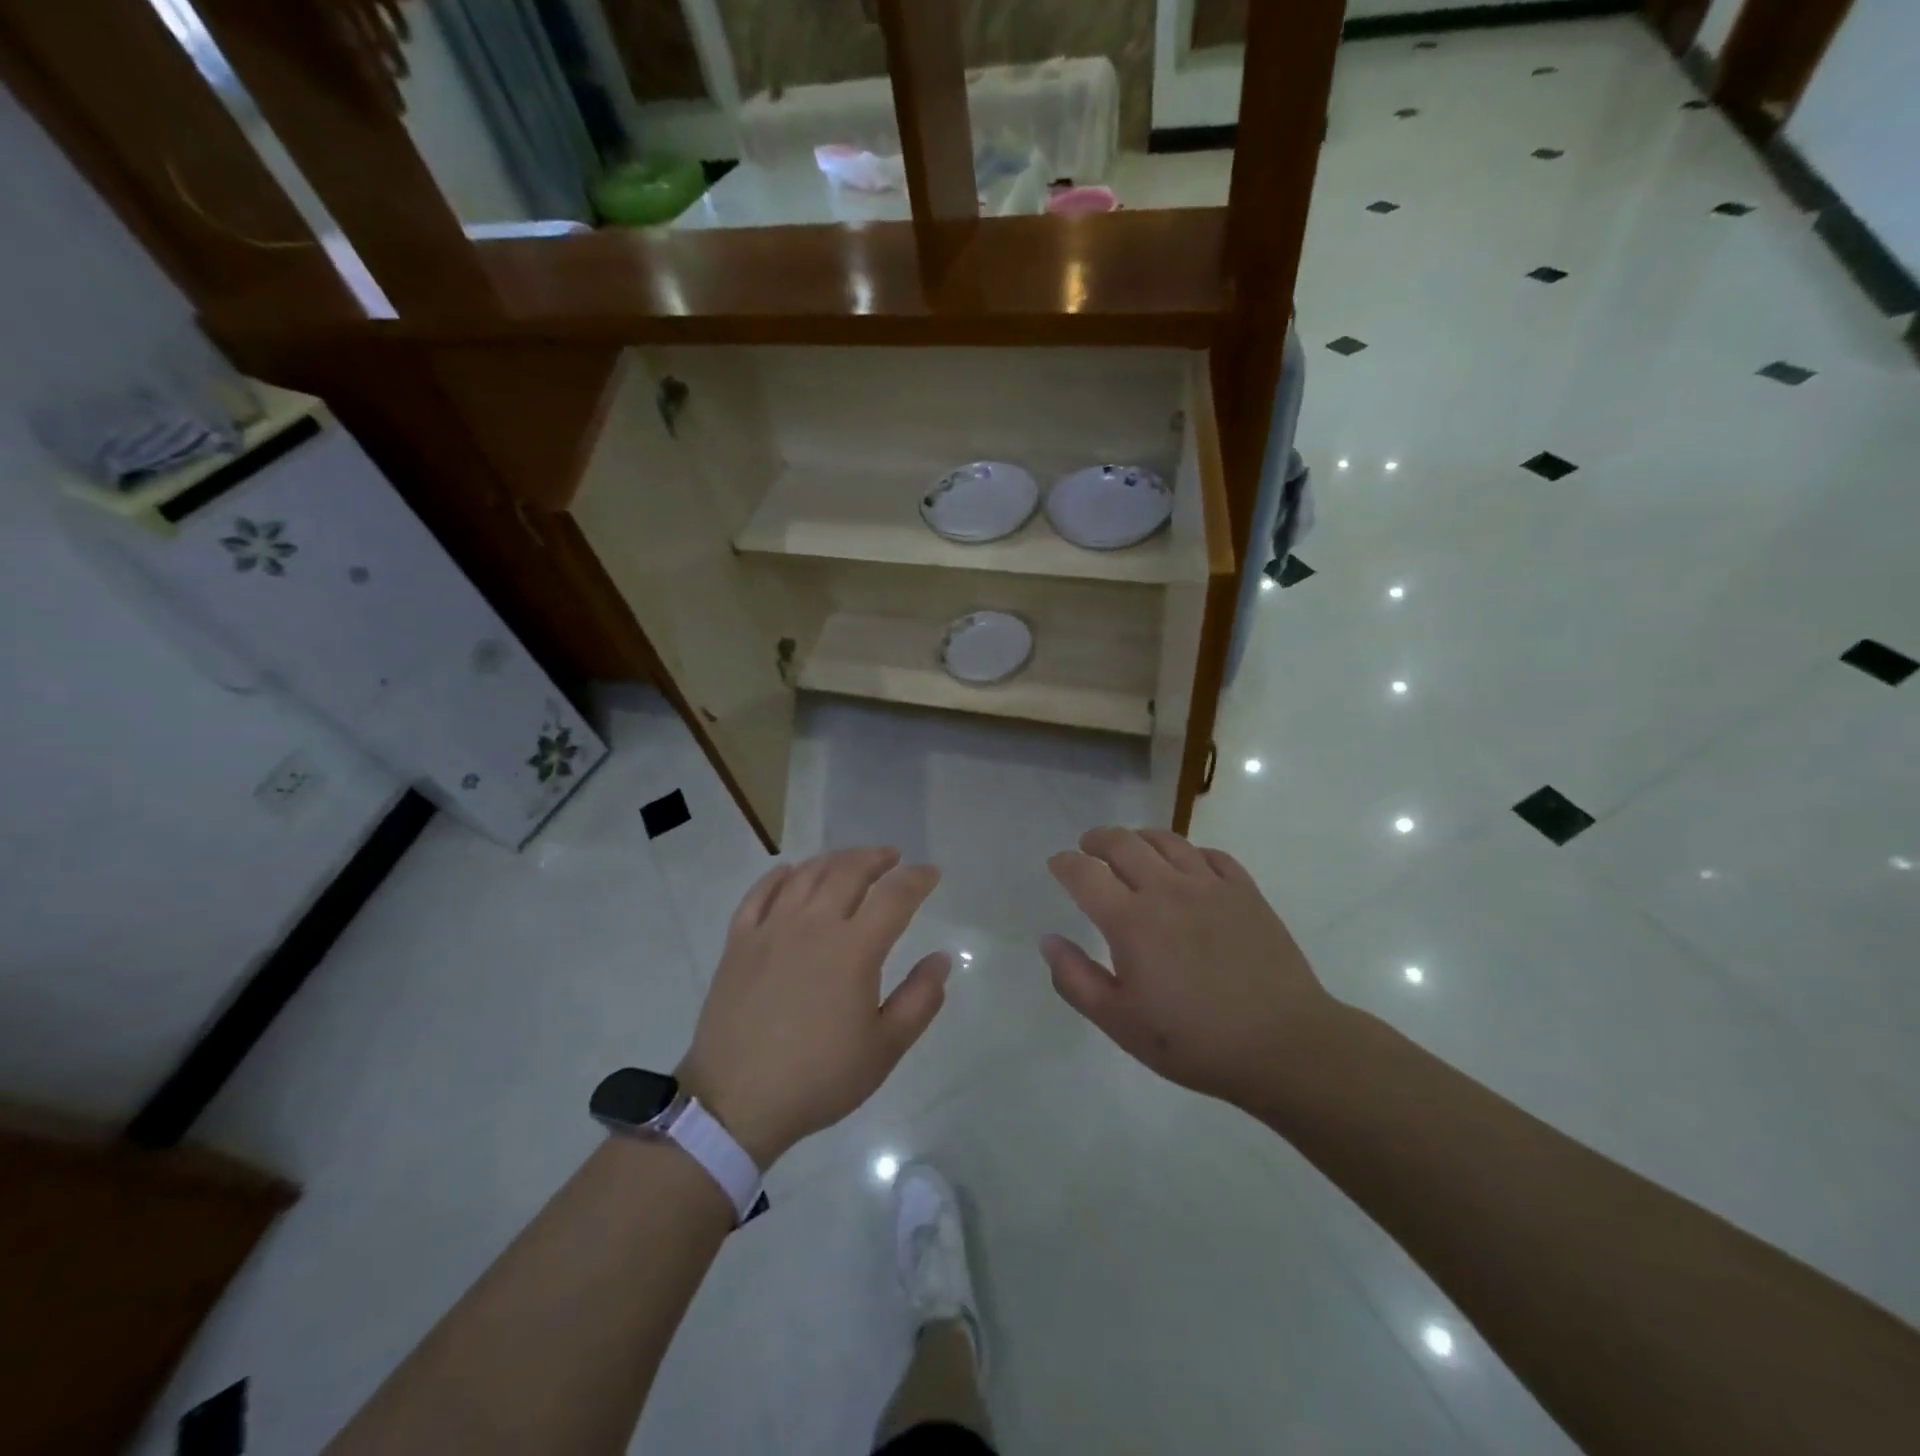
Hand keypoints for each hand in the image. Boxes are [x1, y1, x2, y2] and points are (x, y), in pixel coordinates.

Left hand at [677, 847, 949, 1166]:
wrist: (736, 1102)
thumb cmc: (819, 1078)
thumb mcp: (885, 1049)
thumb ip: (920, 1000)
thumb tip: (941, 959)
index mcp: (854, 949)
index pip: (894, 896)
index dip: (917, 879)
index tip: (931, 873)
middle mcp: (813, 925)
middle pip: (849, 871)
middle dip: (876, 858)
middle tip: (892, 857)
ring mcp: (771, 930)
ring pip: (806, 875)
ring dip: (834, 860)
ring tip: (850, 861)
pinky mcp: (738, 943)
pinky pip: (759, 894)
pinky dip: (779, 876)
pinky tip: (789, 872)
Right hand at [1042, 828, 1335, 1106]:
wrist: (1283, 1044)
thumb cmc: (1193, 1040)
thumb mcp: (1119, 1022)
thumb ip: (1075, 979)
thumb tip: (1048, 940)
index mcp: (1130, 920)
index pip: (1085, 874)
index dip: (1065, 864)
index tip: (1057, 864)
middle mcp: (1167, 890)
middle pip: (1123, 844)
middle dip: (1098, 840)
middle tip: (1088, 847)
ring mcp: (1210, 886)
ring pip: (1167, 841)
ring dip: (1139, 837)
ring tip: (1131, 846)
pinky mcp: (1245, 892)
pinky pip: (1211, 855)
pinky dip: (1189, 851)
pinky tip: (1187, 864)